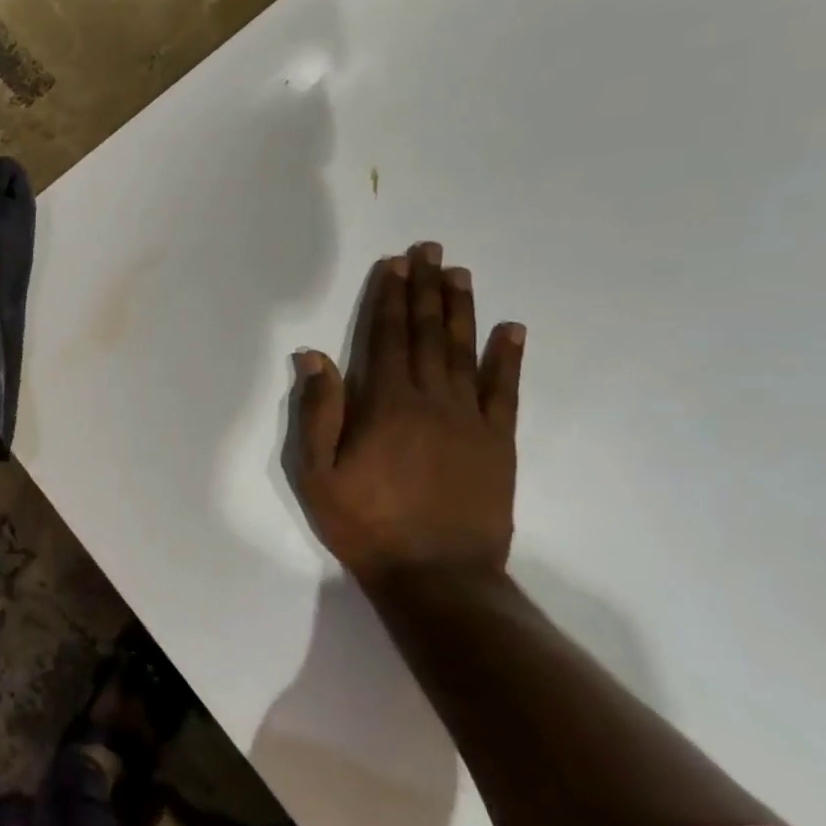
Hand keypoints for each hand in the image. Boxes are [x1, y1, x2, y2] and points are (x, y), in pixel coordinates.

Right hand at [293, 242, 524, 588]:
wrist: (436, 575)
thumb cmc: (365, 524)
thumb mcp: (317, 473)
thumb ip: (318, 411)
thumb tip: (314, 355)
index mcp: (385, 404)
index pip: (388, 337)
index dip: (391, 298)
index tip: (396, 264)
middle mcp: (431, 400)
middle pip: (428, 334)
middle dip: (426, 289)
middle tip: (431, 250)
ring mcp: (471, 420)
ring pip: (466, 352)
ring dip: (461, 310)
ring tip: (460, 274)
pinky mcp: (499, 443)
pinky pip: (505, 391)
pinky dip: (508, 358)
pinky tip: (512, 330)